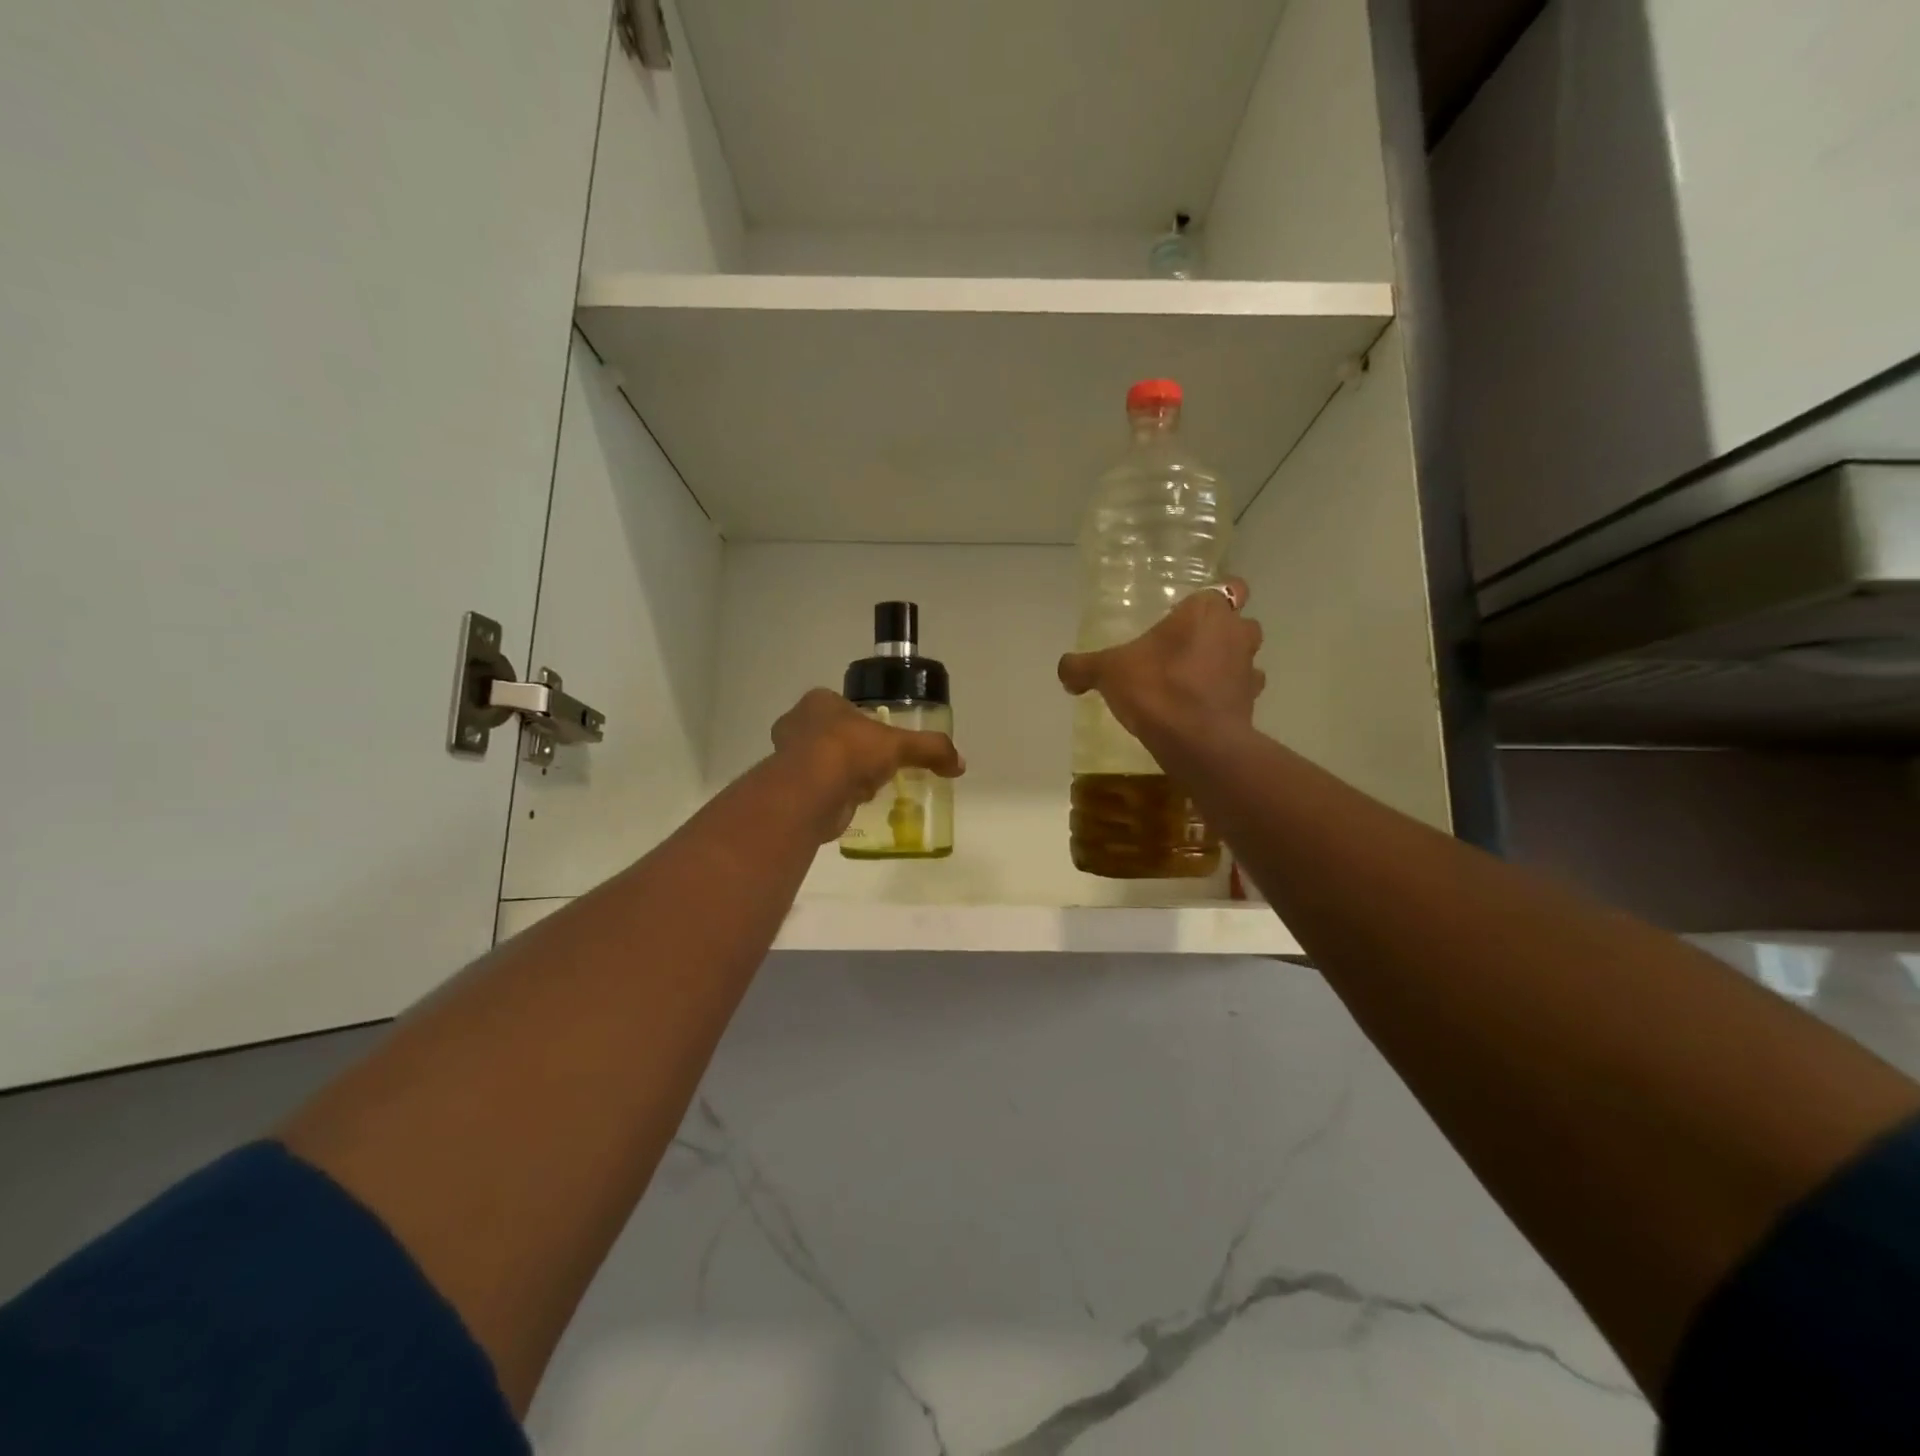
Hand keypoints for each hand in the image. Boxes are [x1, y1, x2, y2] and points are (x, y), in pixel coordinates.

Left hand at [771, 689, 964, 842]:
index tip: (881, 740)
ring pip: (823, 763)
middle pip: (833, 735)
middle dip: (853, 751)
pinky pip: (818, 790)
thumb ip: (930, 749)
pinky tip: (851, 805)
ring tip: (866, 787)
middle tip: (876, 765)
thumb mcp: (899, 744)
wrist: (810, 794)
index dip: (864, 722)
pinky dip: (834, 797)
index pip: (844, 707)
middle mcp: (797, 724)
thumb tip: (960, 763)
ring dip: (843, 775)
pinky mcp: (788, 790)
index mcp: (819, 702)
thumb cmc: (849, 752)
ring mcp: (787, 758)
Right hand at [1057, 578, 1264, 751]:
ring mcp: (1249, 667)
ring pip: (1244, 654)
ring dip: (1227, 662)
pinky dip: (1227, 695)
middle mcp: (1236, 631)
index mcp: (1206, 610)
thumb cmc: (1156, 688)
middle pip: (1238, 620)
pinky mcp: (1252, 701)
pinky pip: (1242, 690)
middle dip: (1220, 630)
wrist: (1197, 742)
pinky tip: (1203, 707)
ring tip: (1196, 679)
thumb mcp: (1107, 672)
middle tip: (1187, 647)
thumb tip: (1066, 672)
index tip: (1185, 617)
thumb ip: (1082, 667)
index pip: (1226, 587)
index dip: (1208, 601)